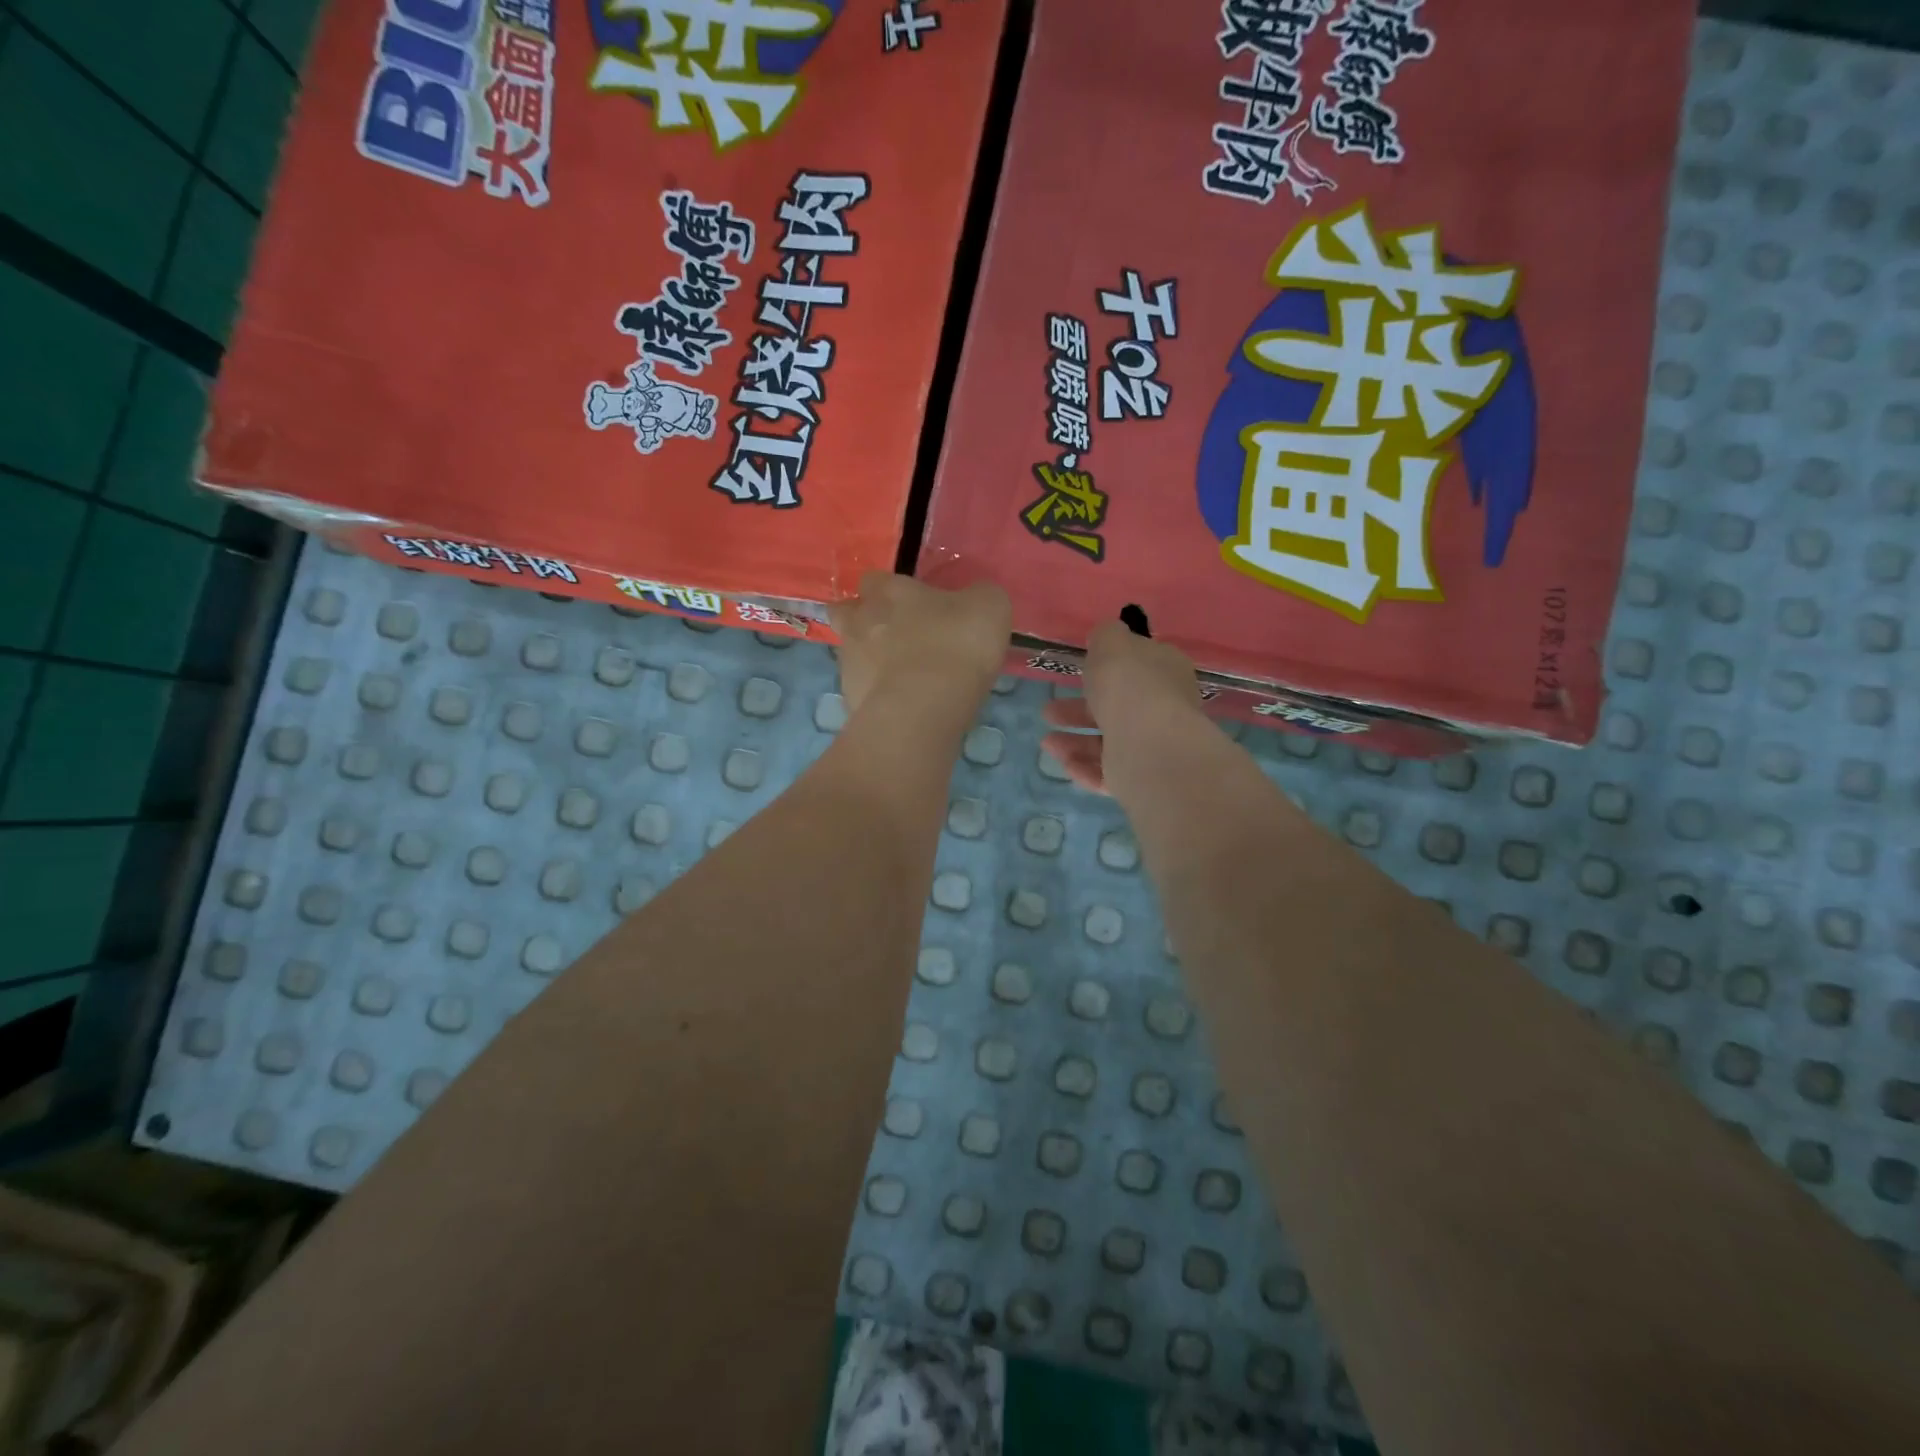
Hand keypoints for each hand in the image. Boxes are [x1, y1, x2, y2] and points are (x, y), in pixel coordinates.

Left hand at [829, 573, 1011, 717]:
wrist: (925, 708)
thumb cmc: (957, 645)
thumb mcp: (988, 607)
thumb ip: (977, 596)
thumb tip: (974, 599)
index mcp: (889, 592)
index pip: (874, 580)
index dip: (888, 590)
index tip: (910, 605)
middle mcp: (859, 621)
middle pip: (846, 613)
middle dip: (863, 621)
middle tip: (893, 637)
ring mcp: (849, 663)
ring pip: (851, 653)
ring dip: (869, 660)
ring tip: (900, 678)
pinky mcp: (850, 699)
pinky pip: (860, 690)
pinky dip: (876, 695)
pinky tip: (901, 705)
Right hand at [1041, 621, 1207, 794]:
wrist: (1149, 746)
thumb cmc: (1129, 686)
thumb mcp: (1111, 643)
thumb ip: (1106, 635)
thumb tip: (1107, 638)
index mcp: (1165, 673)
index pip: (1140, 666)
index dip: (1110, 667)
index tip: (1082, 670)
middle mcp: (1163, 709)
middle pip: (1117, 707)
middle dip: (1078, 710)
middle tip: (1048, 710)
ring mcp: (1152, 747)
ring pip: (1108, 743)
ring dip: (1074, 741)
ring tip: (1047, 741)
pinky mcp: (1140, 779)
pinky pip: (1107, 772)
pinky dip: (1083, 767)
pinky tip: (1063, 761)